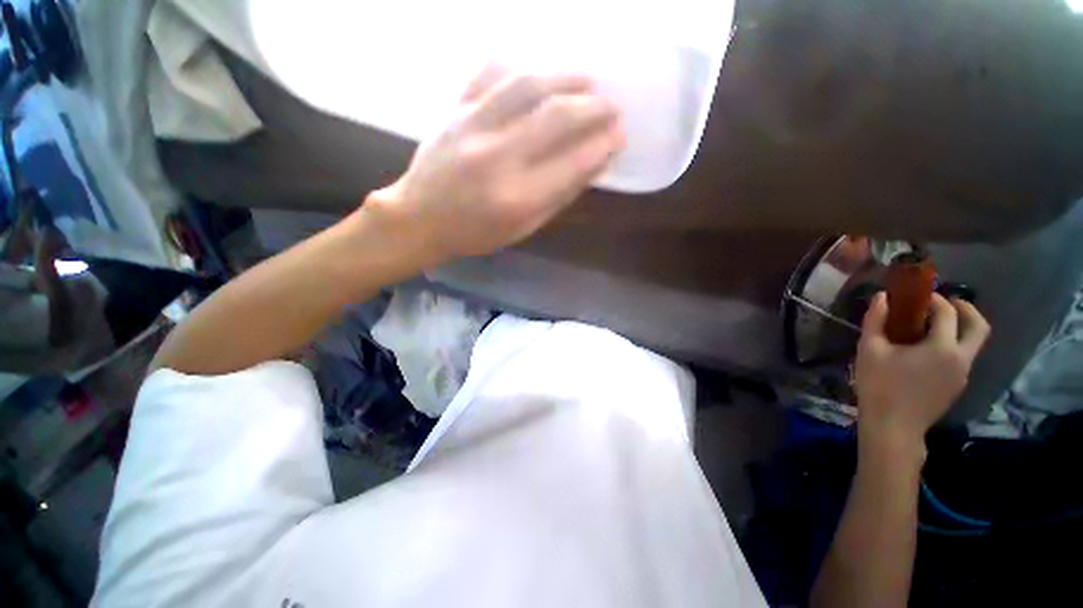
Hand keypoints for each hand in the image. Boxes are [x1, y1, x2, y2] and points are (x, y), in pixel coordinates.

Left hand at [367, 67, 624, 261]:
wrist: (419, 219)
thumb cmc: (475, 233)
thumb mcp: (522, 229)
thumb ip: (557, 197)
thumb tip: (592, 163)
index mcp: (516, 198)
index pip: (571, 164)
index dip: (602, 146)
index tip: (619, 136)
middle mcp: (497, 158)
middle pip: (555, 117)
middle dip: (593, 107)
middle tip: (613, 106)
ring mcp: (472, 127)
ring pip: (526, 85)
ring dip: (565, 78)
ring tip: (588, 81)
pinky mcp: (454, 109)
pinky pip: (489, 73)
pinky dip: (519, 68)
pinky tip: (537, 74)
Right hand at [854, 292, 990, 447]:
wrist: (893, 426)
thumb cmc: (879, 385)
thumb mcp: (869, 349)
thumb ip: (876, 320)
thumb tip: (882, 297)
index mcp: (943, 348)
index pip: (948, 313)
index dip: (934, 299)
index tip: (919, 295)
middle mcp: (961, 359)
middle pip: (979, 327)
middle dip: (966, 309)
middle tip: (946, 303)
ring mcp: (962, 375)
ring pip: (971, 344)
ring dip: (958, 329)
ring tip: (930, 328)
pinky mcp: (956, 387)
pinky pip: (961, 359)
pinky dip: (951, 346)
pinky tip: (926, 352)